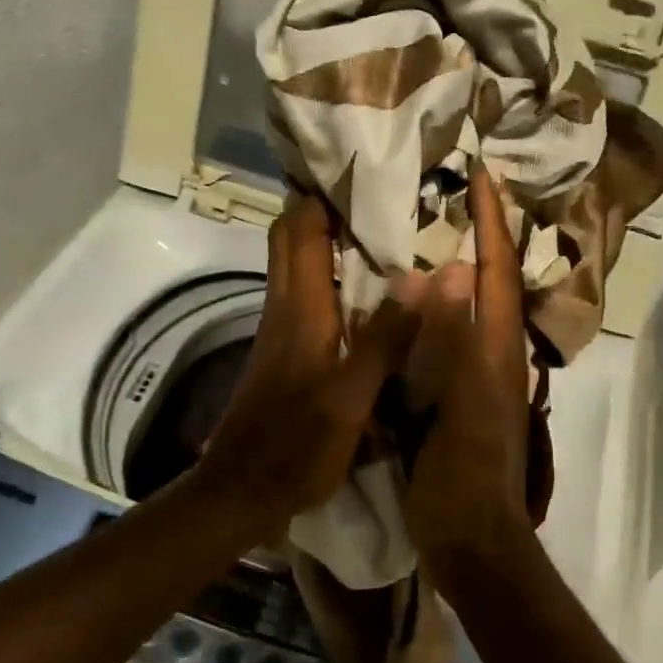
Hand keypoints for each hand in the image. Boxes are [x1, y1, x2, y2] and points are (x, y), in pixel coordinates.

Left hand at [195, 193, 419, 534]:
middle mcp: (285, 307)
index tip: (362, 169)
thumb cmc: (295, 447)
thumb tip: (422, 275)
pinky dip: (329, 273)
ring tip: (379, 227)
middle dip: (321, 206)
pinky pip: (305, 291)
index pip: (300, 229)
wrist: (239, 493)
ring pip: (296, 262)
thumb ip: (385, 339)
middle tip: (374, 192)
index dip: (322, 193)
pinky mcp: (284, 350)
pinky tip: (365, 287)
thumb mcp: (350, 399)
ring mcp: (280, 328)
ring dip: (325, 237)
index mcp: (300, 308)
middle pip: (291, 237)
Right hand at [399, 167, 537, 582]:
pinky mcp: (456, 395)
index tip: (483, 174)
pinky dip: (436, 305)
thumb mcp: (463, 409)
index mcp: (498, 350)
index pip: (498, 271)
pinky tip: (408, 300)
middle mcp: (494, 353)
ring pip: (470, 305)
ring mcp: (477, 376)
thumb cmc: (465, 479)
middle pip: (491, 281)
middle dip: (480, 233)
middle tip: (454, 192)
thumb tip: (452, 270)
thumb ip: (457, 342)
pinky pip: (448, 335)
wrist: (471, 544)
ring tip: (430, 228)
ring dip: (459, 263)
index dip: (492, 222)